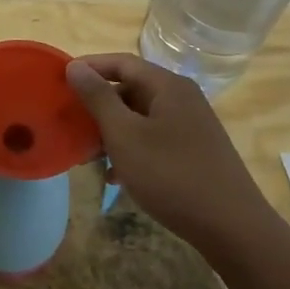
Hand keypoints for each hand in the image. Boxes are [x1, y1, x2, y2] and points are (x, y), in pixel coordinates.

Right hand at [65, 53, 271, 249]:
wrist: (230, 225)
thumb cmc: (171, 175)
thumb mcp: (125, 135)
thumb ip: (99, 98)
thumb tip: (75, 66)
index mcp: (167, 86)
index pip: (121, 62)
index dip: (89, 67)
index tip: (58, 81)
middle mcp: (182, 98)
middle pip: (131, 88)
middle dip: (97, 105)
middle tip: (68, 123)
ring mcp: (191, 126)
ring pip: (140, 117)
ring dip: (111, 131)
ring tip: (85, 154)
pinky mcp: (193, 151)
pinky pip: (153, 139)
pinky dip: (130, 149)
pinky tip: (114, 176)